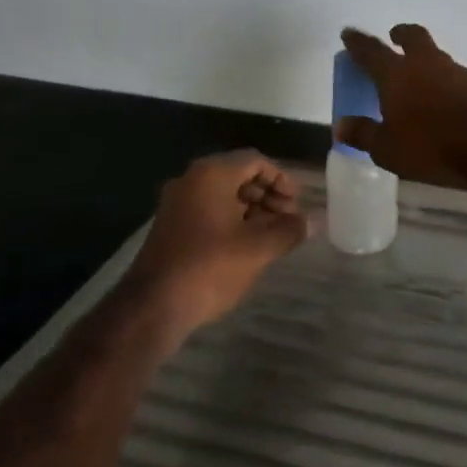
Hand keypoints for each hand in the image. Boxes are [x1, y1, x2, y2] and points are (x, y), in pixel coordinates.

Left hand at [122, 151, 309, 340]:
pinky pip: (208, 211)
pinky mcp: (171, 226)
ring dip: (252, 210)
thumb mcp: (259, 248)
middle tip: (288, 221)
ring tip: (271, 236)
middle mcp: (191, 180)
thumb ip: (289, 230)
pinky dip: (232, 220)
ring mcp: (177, 203)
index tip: (296, 205)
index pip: (256, 161)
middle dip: (268, 195)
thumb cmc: (210, 267)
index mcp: (212, 175)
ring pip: (224, 195)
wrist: (153, 305)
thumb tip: (313, 221)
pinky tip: (246, 246)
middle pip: (239, 175)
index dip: (282, 180)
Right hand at [338, 24, 466, 187]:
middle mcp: (427, 65)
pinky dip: (446, 82)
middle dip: (401, 35)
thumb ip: (364, 134)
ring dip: (426, 60)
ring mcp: (458, 72)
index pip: (371, 52)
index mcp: (397, 75)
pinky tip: (447, 99)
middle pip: (413, 38)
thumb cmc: (431, 147)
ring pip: (437, 56)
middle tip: (395, 36)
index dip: (358, 42)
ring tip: (421, 78)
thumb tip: (341, 125)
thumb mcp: (388, 149)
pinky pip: (456, 77)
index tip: (349, 33)